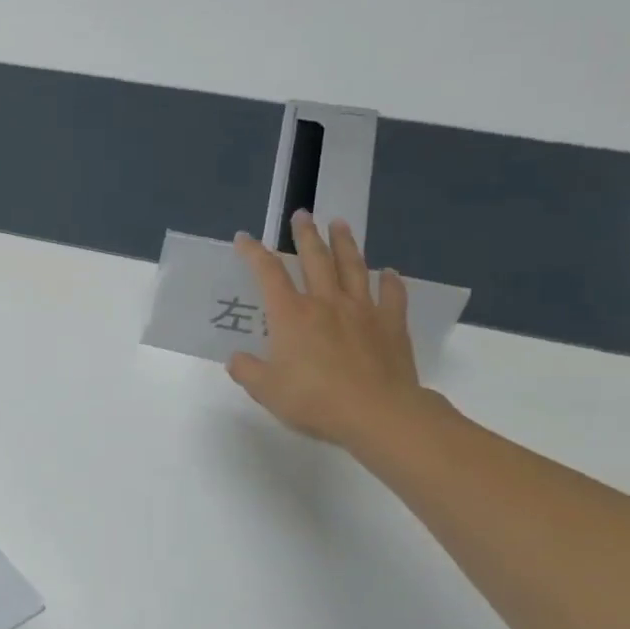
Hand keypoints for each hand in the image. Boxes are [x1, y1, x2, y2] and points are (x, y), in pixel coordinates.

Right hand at [226, 212, 437, 449]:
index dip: (253, 253)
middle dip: (305, 235)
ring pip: (353, 268)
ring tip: (340, 224)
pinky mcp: (391, 326)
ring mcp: (362, 311)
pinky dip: (390, 281)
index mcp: (291, 315)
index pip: (267, 274)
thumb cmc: (314, 400)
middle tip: (302, 215)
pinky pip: (392, 296)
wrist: (377, 414)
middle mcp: (325, 303)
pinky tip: (389, 272)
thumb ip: (247, 370)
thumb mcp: (265, 390)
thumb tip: (237, 358)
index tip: (244, 238)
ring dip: (345, 244)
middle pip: (315, 259)